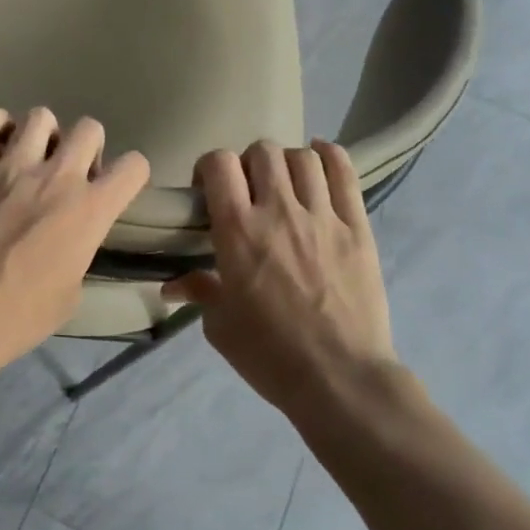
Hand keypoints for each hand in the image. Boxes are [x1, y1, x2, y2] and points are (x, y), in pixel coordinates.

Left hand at [0, 106, 149, 375]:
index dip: (130, 175)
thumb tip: (68, 245)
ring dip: (44, 134)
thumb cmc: (23, 314)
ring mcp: (12, 167)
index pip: (133, 166)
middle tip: (73, 173)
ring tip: (34, 156)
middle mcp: (57, 177)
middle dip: (88, 147)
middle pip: (89, 128)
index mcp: (90, 209)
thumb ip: (78, 255)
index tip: (114, 190)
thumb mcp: (72, 292)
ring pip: (40, 117)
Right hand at [165, 140, 399, 426]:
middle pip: (261, 151)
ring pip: (303, 157)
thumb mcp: (220, 326)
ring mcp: (323, 216)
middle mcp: (278, 211)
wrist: (339, 378)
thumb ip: (199, 291)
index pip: (218, 163)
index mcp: (237, 231)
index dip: (209, 168)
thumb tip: (172, 285)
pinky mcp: (358, 227)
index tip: (208, 193)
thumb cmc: (269, 354)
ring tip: (285, 185)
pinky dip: (329, 156)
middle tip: (248, 192)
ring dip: (286, 163)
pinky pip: (345, 173)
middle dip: (248, 165)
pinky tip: (320, 160)